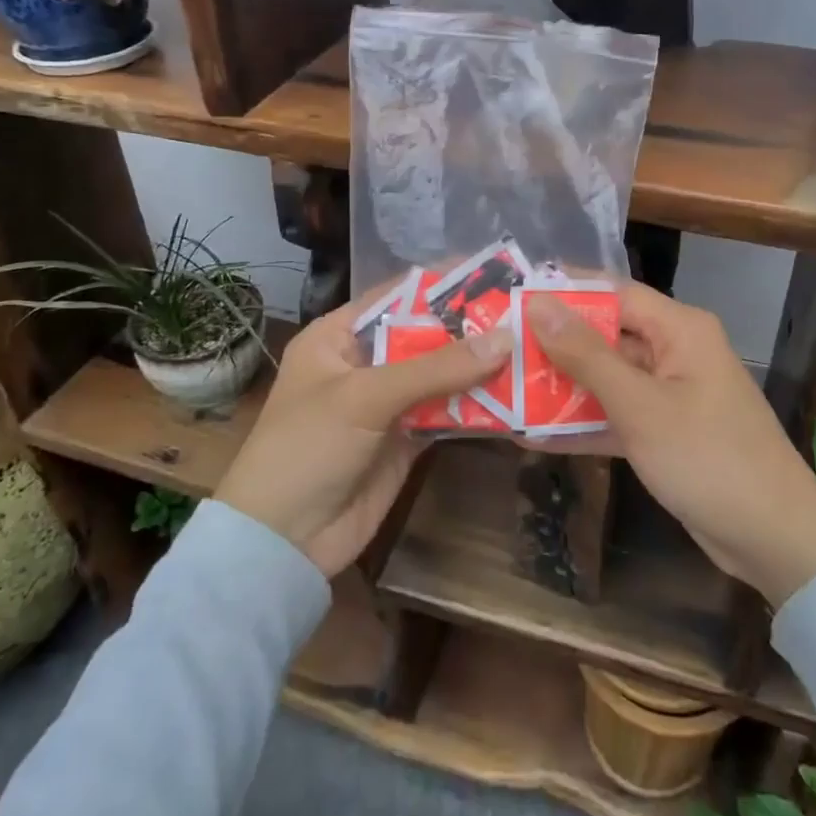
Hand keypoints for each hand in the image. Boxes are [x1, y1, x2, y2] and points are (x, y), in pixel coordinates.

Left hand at [215, 299, 511, 576]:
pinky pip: (446, 415)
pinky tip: (515, 396)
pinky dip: (476, 408)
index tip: (494, 273)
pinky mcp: (405, 441)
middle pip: (425, 336)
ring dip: (479, 368)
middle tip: (526, 313)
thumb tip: (506, 337)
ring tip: (532, 348)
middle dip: (470, 328)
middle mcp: (364, 364)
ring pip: (440, 377)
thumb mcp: (366, 397)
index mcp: (338, 337)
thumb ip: (436, 368)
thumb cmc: (308, 447)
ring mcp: (386, 405)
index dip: (442, 284)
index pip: (397, 297)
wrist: (282, 542)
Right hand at [525, 284, 815, 605]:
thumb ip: (586, 355)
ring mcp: (671, 393)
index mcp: (679, 329)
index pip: (612, 293)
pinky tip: (534, 436)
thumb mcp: (639, 405)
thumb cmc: (707, 459)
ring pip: (607, 378)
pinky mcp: (666, 431)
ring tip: (506, 390)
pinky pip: (617, 415)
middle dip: (554, 346)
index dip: (563, 294)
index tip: (512, 299)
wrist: (774, 539)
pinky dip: (584, 424)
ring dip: (563, 388)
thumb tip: (539, 304)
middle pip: (605, 336)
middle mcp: (675, 351)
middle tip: (498, 349)